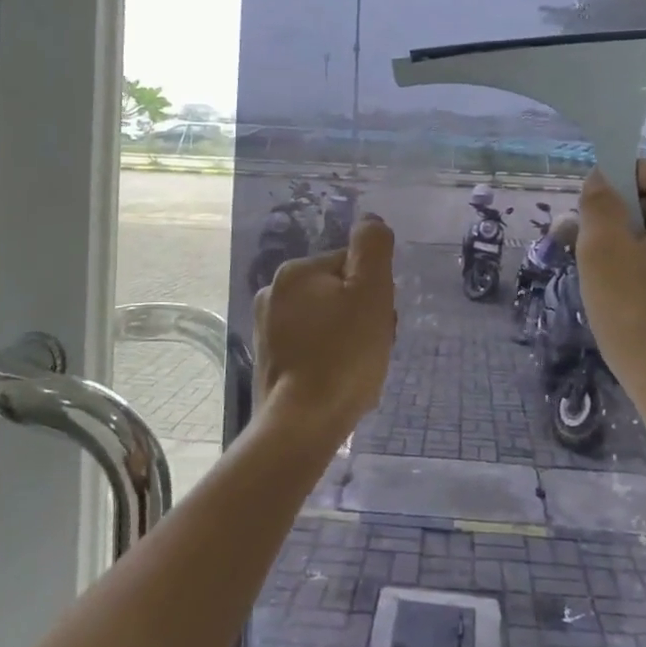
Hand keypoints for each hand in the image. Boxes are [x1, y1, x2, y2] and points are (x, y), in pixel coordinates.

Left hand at [253, 214, 397, 447]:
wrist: (302, 425)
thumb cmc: (344, 356)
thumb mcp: (371, 292)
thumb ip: (373, 248)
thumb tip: (371, 221)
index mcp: (295, 272)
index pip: (352, 267)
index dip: (374, 293)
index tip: (379, 322)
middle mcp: (273, 294)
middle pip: (338, 294)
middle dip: (361, 317)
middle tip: (372, 349)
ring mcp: (266, 330)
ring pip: (326, 322)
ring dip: (348, 339)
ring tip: (358, 371)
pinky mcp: (269, 362)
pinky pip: (311, 348)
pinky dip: (329, 359)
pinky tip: (338, 383)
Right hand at [577, 159, 645, 419]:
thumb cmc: (640, 314)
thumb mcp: (604, 252)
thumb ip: (600, 206)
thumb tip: (601, 180)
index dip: (636, 173)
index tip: (601, 199)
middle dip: (624, 209)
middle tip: (585, 234)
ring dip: (630, 241)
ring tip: (592, 266)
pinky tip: (617, 295)